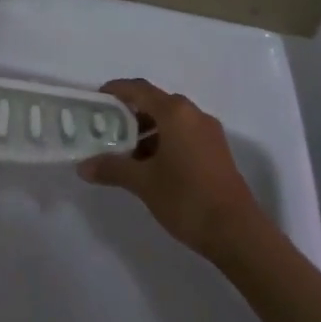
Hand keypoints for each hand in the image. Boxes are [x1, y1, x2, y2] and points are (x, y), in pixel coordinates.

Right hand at [77, 78, 261, 258]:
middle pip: (155, 103)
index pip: (139, 89)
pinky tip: (151, 166)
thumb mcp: (143, 183)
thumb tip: (82, 167)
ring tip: (125, 153)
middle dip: (130, 114)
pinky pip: (184, 134)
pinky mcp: (217, 151)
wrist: (237, 232)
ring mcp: (209, 133)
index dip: (116, 90)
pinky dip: (164, 141)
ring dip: (147, 131)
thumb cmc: (186, 198)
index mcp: (175, 113)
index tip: (96, 100)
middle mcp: (194, 115)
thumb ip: (112, 169)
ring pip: (171, 121)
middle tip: (107, 129)